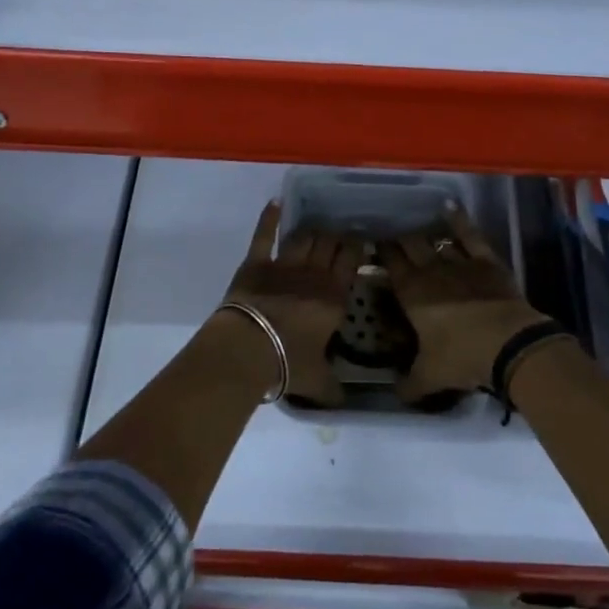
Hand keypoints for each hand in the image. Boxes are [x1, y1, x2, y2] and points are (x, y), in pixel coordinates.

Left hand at [218, 203, 359, 406]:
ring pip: (304, 237)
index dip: (357, 248)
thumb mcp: (318, 381)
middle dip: (337, 235)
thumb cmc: (288, 364)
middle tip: (341, 232)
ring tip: (318, 226)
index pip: (351, 262)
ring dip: (312, 229)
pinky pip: (264, 236)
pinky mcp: (255, 263)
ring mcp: (283, 265)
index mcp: (334, 298)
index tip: (361, 242)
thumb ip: (334, 388)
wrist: (248, 349)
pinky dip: (269, 219)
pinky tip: (274, 204)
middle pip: (330, 243)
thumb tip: (345, 404)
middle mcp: (313, 275)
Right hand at [379, 208, 546, 405]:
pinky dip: (459, 219)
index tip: (373, 245)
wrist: (508, 343)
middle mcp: (430, 270)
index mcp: (411, 293)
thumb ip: (409, 384)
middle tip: (392, 235)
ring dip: (424, 233)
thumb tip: (396, 393)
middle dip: (399, 239)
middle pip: (409, 246)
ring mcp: (460, 261)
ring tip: (416, 228)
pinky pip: (469, 234)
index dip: (380, 253)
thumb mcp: (429, 377)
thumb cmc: (461, 357)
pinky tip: (450, 206)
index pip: (389, 264)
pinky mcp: (486, 260)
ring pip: (436, 240)